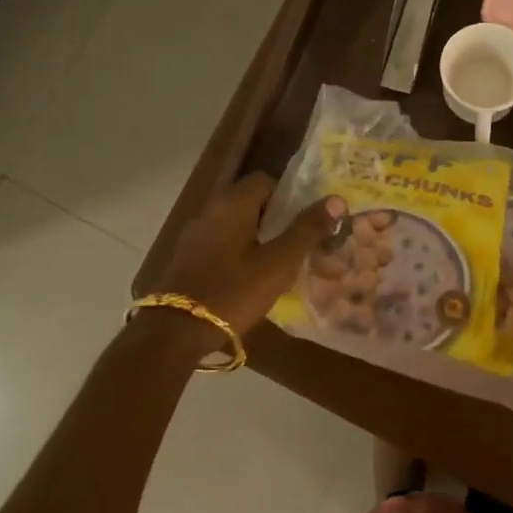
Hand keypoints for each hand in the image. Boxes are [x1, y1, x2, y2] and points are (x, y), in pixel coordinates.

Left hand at [157, 174, 344, 336]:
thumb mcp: (279, 262)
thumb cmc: (234, 290)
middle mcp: (210, 211)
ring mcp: (194, 235)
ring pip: (234, 226)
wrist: (175, 331)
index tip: (303, 222)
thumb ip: (307, 230)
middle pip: (249, 202)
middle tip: (296, 245)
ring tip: (277, 266)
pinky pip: (219, 245)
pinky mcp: (186, 259)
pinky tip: (248, 281)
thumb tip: (337, 199)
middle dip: (275, 219)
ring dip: (256, 238)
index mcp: (233, 204)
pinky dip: (237, 254)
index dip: (288, 197)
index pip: (265, 180)